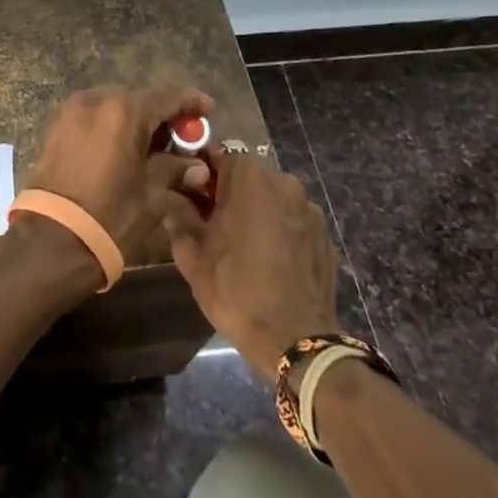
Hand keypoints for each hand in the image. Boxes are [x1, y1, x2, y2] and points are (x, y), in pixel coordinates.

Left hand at [25, 85, 215, 265]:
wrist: (52, 240)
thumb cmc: (110, 215)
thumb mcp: (153, 194)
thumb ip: (176, 170)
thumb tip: (198, 167)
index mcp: (124, 110)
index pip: (167, 96)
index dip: (191, 101)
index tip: (208, 110)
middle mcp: (96, 100)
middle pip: (140, 100)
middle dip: (163, 116)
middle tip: (182, 139)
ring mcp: (72, 111)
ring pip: (115, 108)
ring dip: (136, 122)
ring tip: (153, 148)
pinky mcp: (57, 127)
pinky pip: (94, 118)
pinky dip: (113, 128)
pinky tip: (125, 151)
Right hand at [163, 151, 339, 380]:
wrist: (297, 341)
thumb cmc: (237, 291)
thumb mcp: (193, 257)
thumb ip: (179, 218)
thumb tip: (173, 199)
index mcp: (249, 177)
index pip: (217, 156)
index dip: (200, 175)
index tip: (190, 197)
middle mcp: (283, 181)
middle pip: (246, 176)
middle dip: (228, 193)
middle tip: (212, 224)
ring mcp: (308, 207)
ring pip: (270, 197)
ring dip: (255, 211)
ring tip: (242, 245)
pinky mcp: (324, 233)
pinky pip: (291, 219)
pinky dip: (278, 229)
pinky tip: (269, 259)